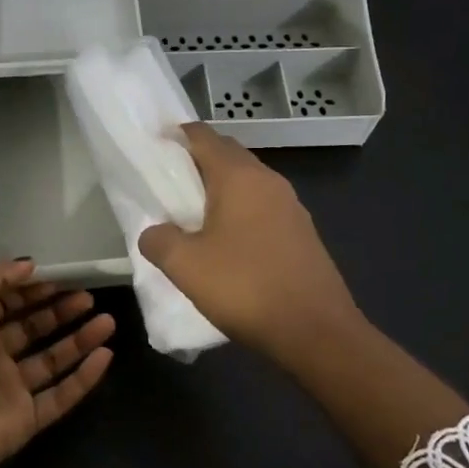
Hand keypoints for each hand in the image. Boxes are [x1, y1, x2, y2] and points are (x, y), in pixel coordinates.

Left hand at [0, 260, 114, 467]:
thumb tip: (29, 265)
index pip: (6, 300)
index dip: (32, 287)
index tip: (63, 275)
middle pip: (32, 327)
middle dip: (60, 309)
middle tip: (89, 296)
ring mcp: (9, 387)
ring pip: (51, 359)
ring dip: (79, 339)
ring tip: (108, 321)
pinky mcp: (27, 417)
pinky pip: (61, 394)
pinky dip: (84, 377)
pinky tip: (106, 355)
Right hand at [142, 123, 468, 467]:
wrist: (317, 333)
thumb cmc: (245, 288)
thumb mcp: (185, 266)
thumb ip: (158, 240)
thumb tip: (153, 232)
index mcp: (239, 177)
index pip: (202, 136)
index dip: (175, 135)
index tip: (152, 145)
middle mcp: (268, 181)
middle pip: (227, 154)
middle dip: (197, 160)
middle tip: (166, 182)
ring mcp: (290, 206)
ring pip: (247, 182)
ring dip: (219, 188)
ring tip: (191, 214)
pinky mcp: (302, 233)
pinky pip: (262, 207)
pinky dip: (239, 211)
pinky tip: (226, 242)